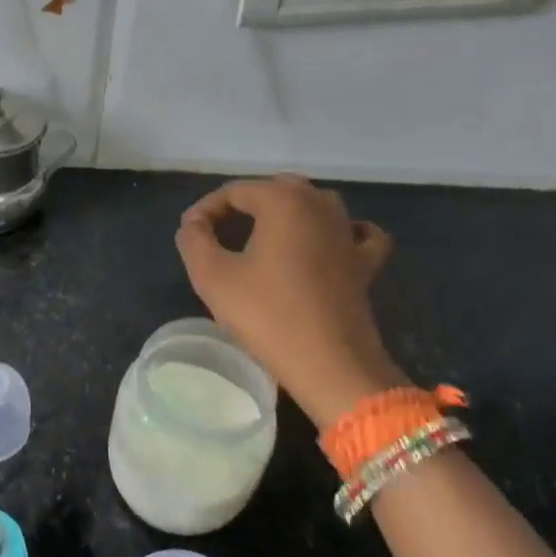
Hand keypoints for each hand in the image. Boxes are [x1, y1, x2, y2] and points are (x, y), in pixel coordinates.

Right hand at [175, 175, 407, 426]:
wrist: (331, 365)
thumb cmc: (267, 315)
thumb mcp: (212, 276)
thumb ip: (193, 239)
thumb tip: (195, 222)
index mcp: (283, 200)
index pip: (234, 191)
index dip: (206, 210)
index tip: (189, 235)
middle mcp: (320, 204)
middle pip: (274, 191)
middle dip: (242, 208)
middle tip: (217, 236)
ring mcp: (348, 232)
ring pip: (312, 205)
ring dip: (284, 215)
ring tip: (259, 239)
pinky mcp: (366, 262)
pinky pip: (354, 232)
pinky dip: (337, 231)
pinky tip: (327, 243)